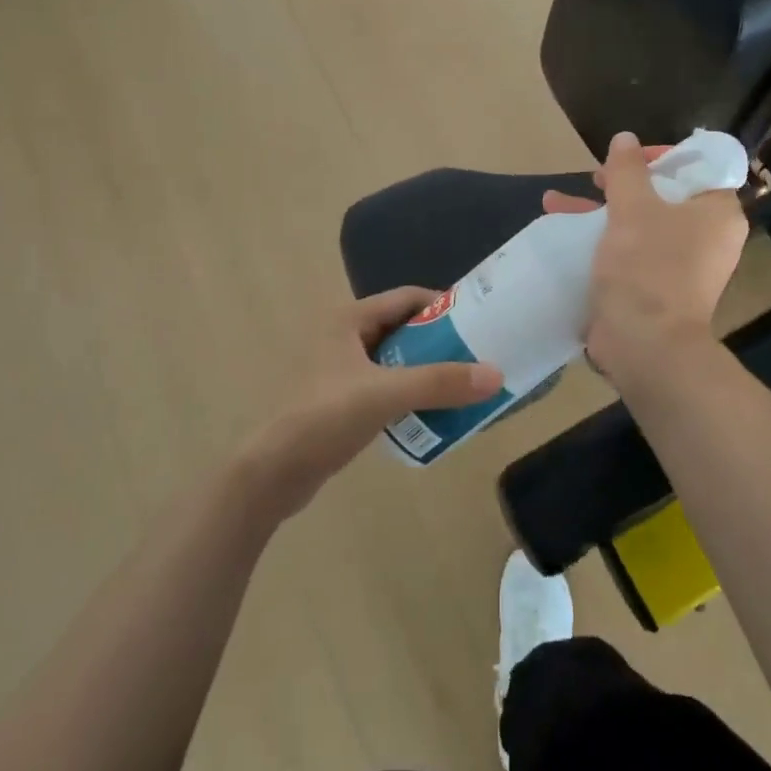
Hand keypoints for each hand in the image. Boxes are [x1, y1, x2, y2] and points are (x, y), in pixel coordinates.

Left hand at [238, 288, 502, 518]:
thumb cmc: (326, 417)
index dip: (444, 305)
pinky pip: (385, 386)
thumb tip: (495, 375)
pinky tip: (432, 412)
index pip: (407, 298)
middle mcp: (344, 336)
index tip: (479, 321)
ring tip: (462, 385)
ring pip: (396, 360)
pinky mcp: (340, 399)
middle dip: (440, 342)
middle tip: (477, 357)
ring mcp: (340, 369)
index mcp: (349, 318)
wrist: (274, 473)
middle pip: (404, 328)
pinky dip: (409, 393)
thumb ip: (440, 383)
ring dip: (427, 370)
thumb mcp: (387, 394)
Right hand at [543, 131, 747, 386]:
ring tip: (556, 200)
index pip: (699, 167)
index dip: (664, 155)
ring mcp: (681, 265)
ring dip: (601, 210)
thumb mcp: (633, 209)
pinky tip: (560, 230)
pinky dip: (602, 239)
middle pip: (664, 194)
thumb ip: (627, 170)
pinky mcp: (655, 287)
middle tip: (595, 176)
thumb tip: (625, 139)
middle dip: (621, 183)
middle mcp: (706, 237)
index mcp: (716, 213)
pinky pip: (630, 251)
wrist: (646, 347)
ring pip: (640, 223)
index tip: (630, 157)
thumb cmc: (648, 268)